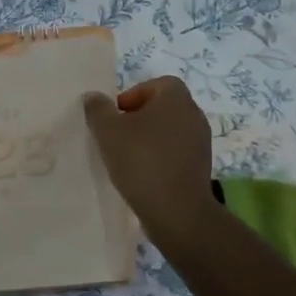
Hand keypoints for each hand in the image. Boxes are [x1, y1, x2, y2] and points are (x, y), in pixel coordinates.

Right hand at [83, 77, 216, 244]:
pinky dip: (160, 157)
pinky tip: (142, 174)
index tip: (116, 116)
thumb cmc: (141, 161)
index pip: (156, 84)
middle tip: (117, 136)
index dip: (133, 95)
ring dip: (148, 139)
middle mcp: (194, 115)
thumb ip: (98, 109)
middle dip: (138, 118)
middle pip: (162, 107)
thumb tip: (94, 97)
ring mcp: (201, 142)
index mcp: (176, 99)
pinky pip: (176, 152)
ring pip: (169, 131)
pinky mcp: (201, 166)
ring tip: (127, 157)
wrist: (176, 211)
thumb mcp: (108, 131)